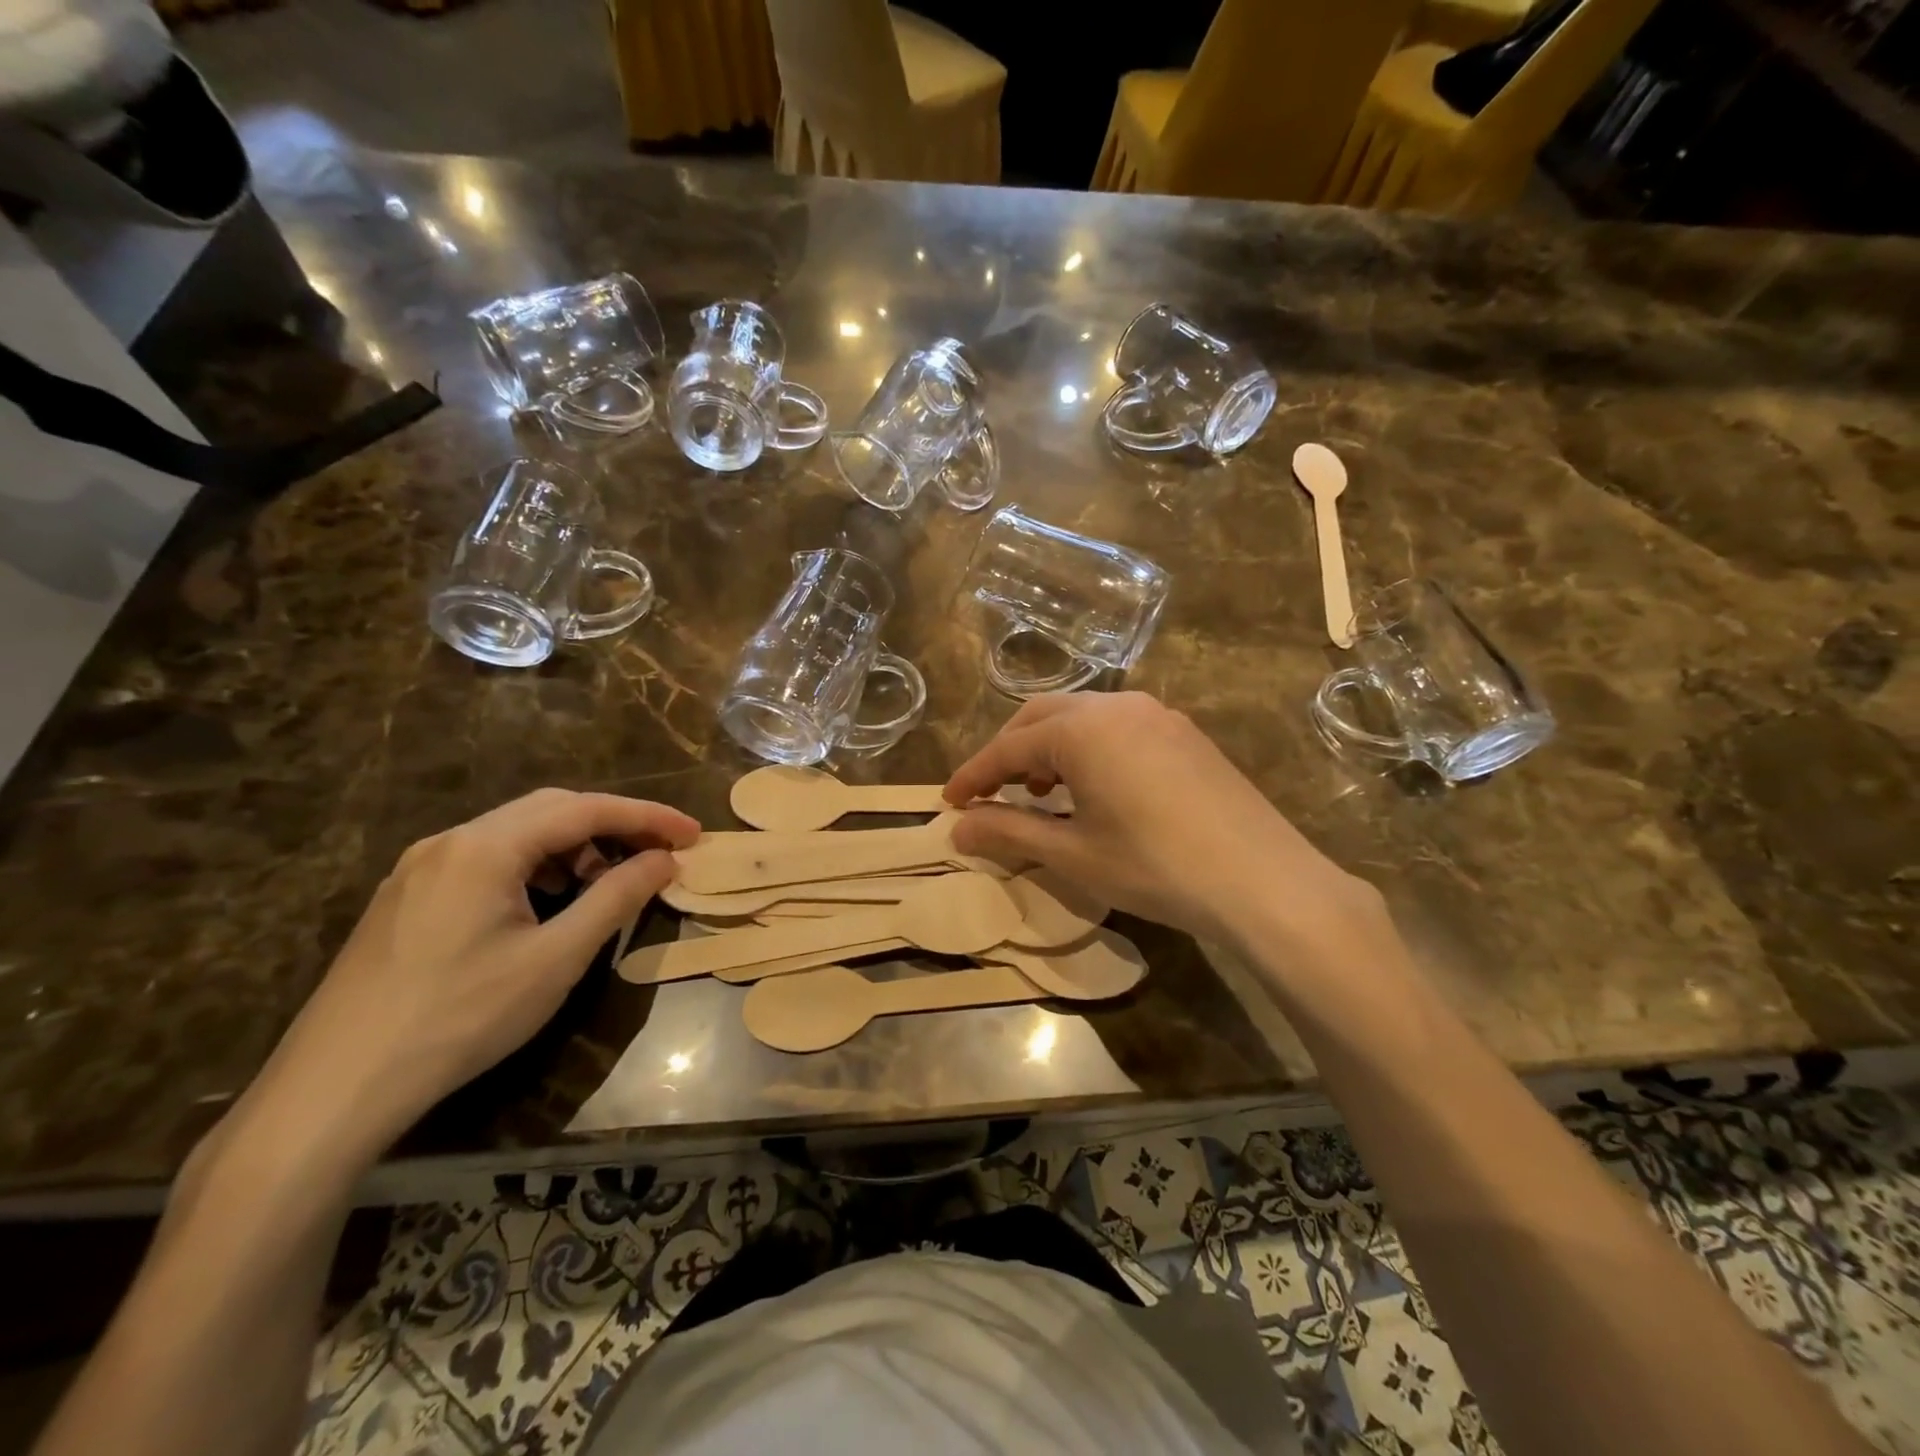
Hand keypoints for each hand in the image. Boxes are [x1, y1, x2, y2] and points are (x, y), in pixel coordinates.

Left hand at [249, 790, 698, 1162]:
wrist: (334, 1089)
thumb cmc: (460, 1018)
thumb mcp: (555, 959)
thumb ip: (617, 898)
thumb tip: (666, 860)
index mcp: (485, 847)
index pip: (585, 809)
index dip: (647, 817)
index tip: (693, 834)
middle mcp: (450, 841)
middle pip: (550, 810)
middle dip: (611, 826)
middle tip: (658, 856)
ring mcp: (421, 867)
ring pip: (516, 834)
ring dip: (572, 848)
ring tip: (604, 885)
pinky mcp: (406, 897)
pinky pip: (487, 860)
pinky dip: (533, 868)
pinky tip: (545, 905)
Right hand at [944, 693, 1378, 944]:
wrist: (1263, 880)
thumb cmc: (1156, 867)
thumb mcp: (1074, 854)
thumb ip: (1010, 833)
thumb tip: (959, 827)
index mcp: (1082, 729)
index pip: (1009, 747)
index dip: (974, 775)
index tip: (949, 801)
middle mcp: (1117, 705)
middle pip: (1042, 717)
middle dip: (1008, 753)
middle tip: (990, 794)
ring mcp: (1157, 714)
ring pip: (1082, 717)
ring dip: (1049, 748)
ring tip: (1042, 793)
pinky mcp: (1183, 732)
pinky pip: (1117, 726)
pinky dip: (1088, 748)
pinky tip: (1094, 787)